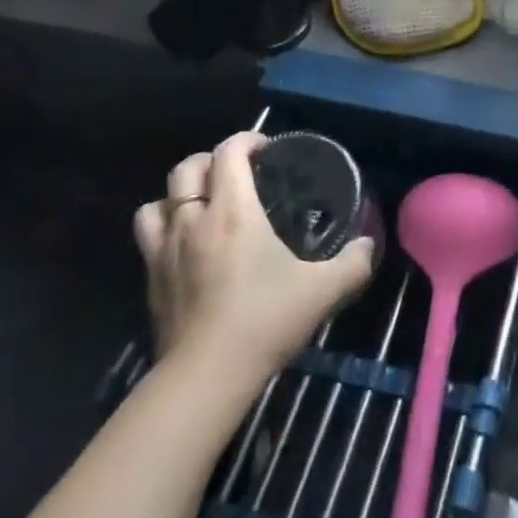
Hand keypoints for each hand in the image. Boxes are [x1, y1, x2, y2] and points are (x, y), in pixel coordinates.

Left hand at [133, 132, 374, 380]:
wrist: (206, 377)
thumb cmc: (265, 320)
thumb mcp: (324, 290)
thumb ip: (354, 263)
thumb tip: (368, 245)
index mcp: (233, 211)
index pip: (228, 152)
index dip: (247, 140)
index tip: (268, 150)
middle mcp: (193, 220)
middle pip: (186, 168)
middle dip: (211, 160)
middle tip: (238, 174)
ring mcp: (165, 250)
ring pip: (159, 201)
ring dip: (180, 194)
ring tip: (204, 205)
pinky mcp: (151, 280)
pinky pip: (149, 236)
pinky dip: (166, 227)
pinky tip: (188, 245)